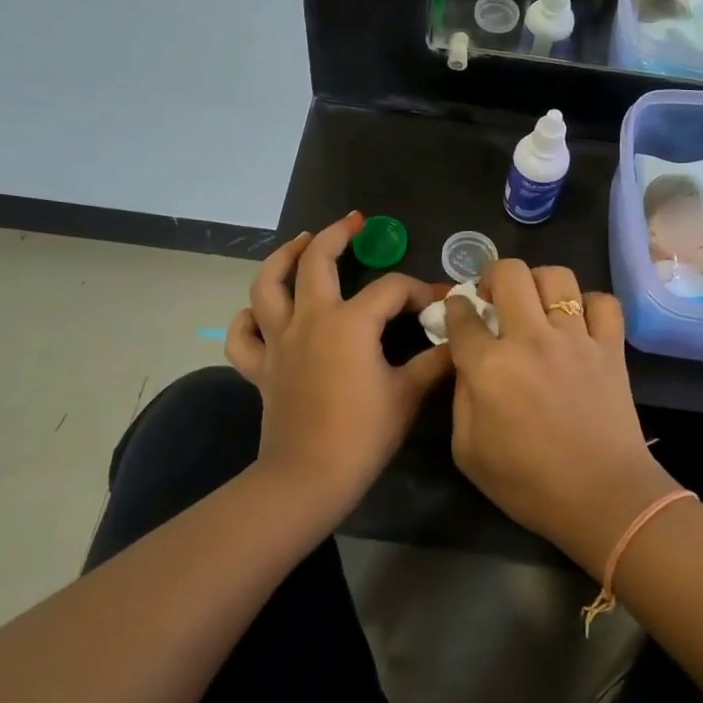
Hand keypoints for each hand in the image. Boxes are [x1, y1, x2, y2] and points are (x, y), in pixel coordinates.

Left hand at [227, 214, 452, 516]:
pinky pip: (243, 336)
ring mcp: (279, 342)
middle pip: (316, 261)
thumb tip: (459, 342)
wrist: (308, 479)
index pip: (391, 289)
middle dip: (336, 235)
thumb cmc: (363, 435)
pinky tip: (259, 311)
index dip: (419, 290)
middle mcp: (310, 319)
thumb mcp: (408, 395)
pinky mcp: (261, 368)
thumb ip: (435, 362)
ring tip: (300, 242)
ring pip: (267, 285)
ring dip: (282, 257)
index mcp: (350, 322)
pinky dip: (248, 319)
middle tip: (354, 223)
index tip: (438, 302)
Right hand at [446, 261, 674, 575]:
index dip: (455, 308)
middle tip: (494, 298)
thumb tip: (467, 362)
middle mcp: (530, 339)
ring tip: (535, 304)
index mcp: (489, 367)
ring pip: (556, 276)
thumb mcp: (469, 452)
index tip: (459, 313)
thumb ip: (460, 398)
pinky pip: (603, 301)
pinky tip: (579, 323)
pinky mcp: (611, 346)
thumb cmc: (529, 484)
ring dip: (538, 282)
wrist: (604, 499)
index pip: (463, 314)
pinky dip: (589, 304)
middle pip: (509, 273)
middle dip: (492, 276)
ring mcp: (575, 338)